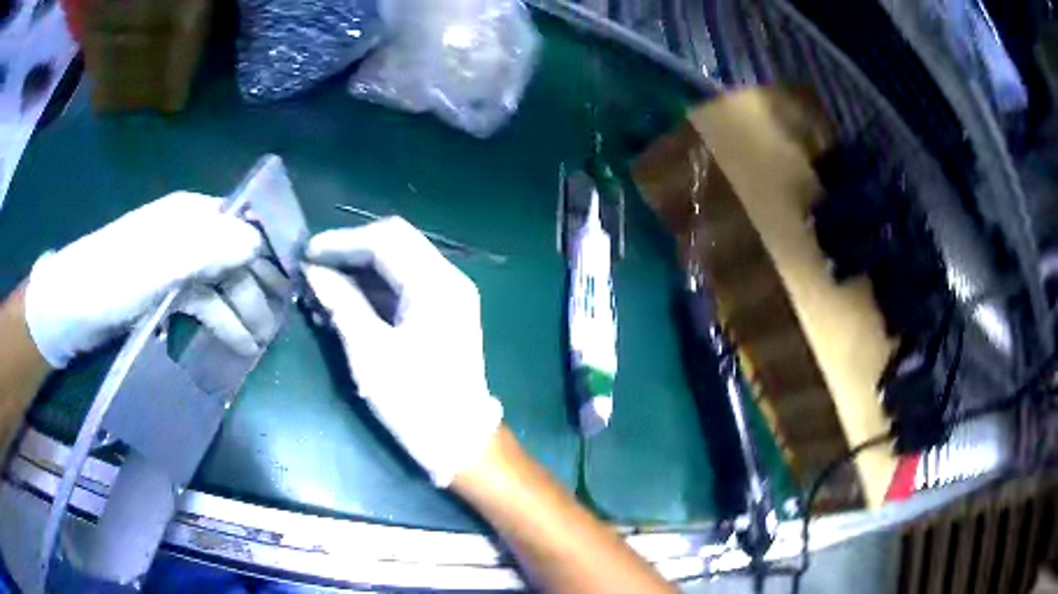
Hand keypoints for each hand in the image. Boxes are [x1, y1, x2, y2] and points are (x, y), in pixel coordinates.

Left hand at [24, 192, 278, 367]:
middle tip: (276, 326)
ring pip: (219, 283)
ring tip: (257, 346)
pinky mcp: (163, 293)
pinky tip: (233, 343)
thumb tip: (258, 242)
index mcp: (189, 216)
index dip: (268, 250)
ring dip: (240, 311)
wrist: (71, 308)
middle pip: (233, 257)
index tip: (292, 284)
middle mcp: (187, 234)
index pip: (242, 224)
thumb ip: (208, 248)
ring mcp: (175, 265)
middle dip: (257, 288)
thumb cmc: (113, 280)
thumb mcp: (159, 263)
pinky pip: (200, 303)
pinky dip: (218, 322)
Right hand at [303, 217, 501, 486]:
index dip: (342, 241)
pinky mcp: (441, 314)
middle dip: (349, 252)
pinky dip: (372, 290)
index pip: (386, 239)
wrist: (461, 442)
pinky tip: (343, 304)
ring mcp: (448, 296)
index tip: (307, 253)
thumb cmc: (415, 402)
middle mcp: (448, 279)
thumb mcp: (370, 353)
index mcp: (436, 284)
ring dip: (358, 271)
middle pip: (394, 243)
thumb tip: (313, 270)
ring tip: (320, 289)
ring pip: (397, 264)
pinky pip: (402, 286)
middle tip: (313, 268)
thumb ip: (341, 303)